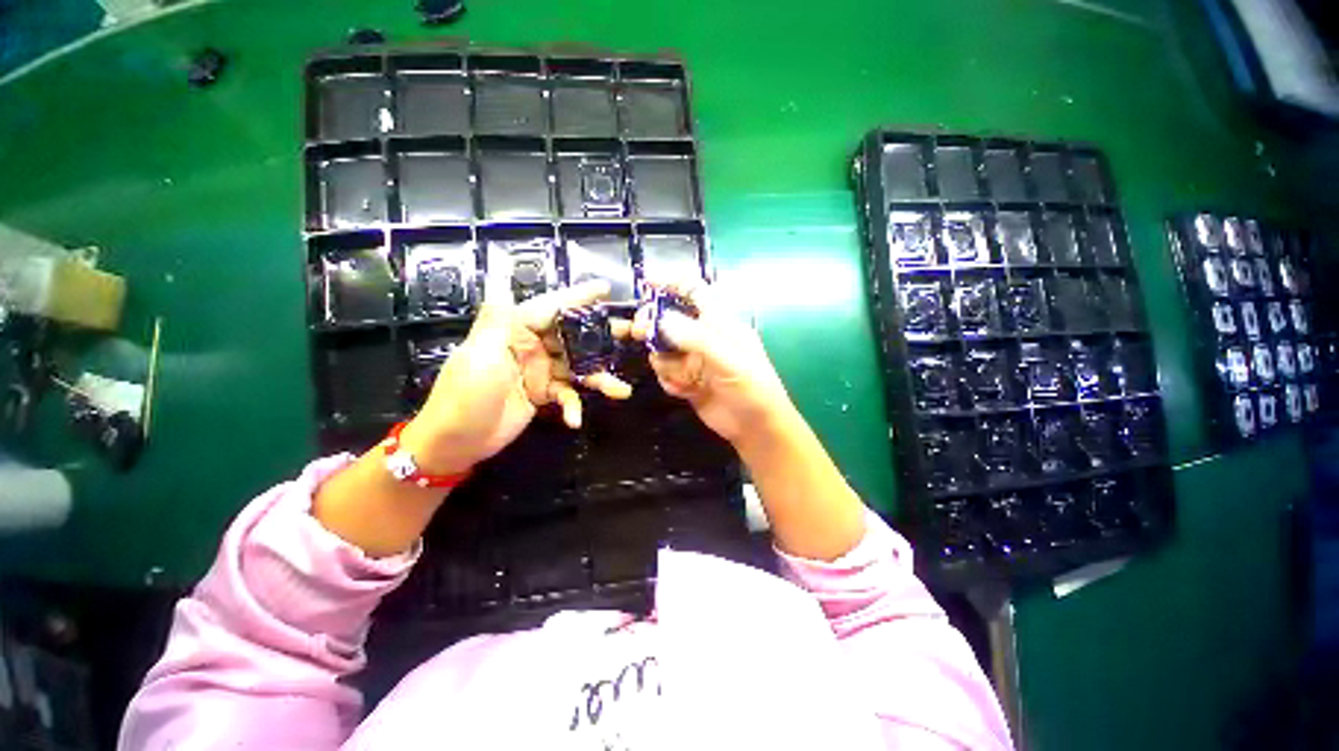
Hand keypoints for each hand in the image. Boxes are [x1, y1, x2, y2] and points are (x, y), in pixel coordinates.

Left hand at [400, 264, 632, 474]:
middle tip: (631, 334)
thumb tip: (498, 271)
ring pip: (577, 368)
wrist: (454, 443)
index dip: (578, 296)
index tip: (604, 288)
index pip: (551, 307)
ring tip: (621, 390)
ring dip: (598, 379)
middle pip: (573, 336)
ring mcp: (539, 371)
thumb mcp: (479, 355)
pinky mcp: (542, 394)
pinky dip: (573, 406)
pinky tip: (575, 419)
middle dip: (601, 336)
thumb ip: (498, 317)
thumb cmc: (464, 396)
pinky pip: (566, 395)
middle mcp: (531, 347)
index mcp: (514, 331)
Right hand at [629, 279, 793, 445]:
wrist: (756, 428)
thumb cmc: (753, 389)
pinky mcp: (686, 379)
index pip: (694, 291)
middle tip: (640, 332)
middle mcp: (703, 336)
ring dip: (664, 363)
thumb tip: (663, 319)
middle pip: (669, 319)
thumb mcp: (730, 361)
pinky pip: (665, 372)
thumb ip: (697, 339)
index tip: (646, 282)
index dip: (672, 282)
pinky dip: (669, 381)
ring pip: (662, 349)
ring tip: (682, 379)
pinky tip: (685, 391)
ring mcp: (693, 359)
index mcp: (720, 322)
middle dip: (654, 326)